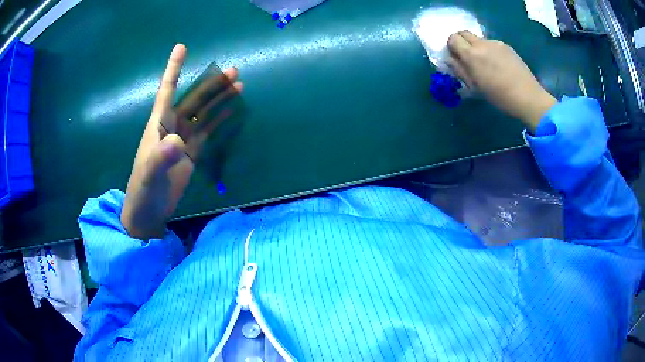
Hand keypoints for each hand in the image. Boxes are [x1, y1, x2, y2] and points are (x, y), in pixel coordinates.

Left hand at [121, 44, 242, 239]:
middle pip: (194, 98)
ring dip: (219, 99)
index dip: (174, 69)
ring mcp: (183, 140)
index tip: (182, 47)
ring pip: (204, 113)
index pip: (167, 90)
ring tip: (239, 86)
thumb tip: (177, 141)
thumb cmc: (143, 190)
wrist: (148, 212)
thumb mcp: (149, 174)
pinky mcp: (192, 153)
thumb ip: (159, 157)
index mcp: (158, 125)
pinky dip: (219, 120)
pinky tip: (231, 112)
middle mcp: (172, 127)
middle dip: (211, 84)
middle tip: (233, 71)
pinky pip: (208, 131)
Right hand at [446, 31, 556, 130]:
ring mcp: (495, 43)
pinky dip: (490, 51)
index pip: (453, 38)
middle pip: (463, 33)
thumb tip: (450, 59)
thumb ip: (459, 70)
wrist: (527, 97)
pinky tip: (499, 65)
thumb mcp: (475, 87)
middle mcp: (481, 44)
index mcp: (471, 55)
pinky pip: (492, 44)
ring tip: (487, 64)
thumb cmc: (499, 96)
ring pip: (479, 39)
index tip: (456, 57)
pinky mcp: (506, 46)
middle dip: (461, 42)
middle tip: (467, 57)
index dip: (452, 46)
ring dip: (477, 47)